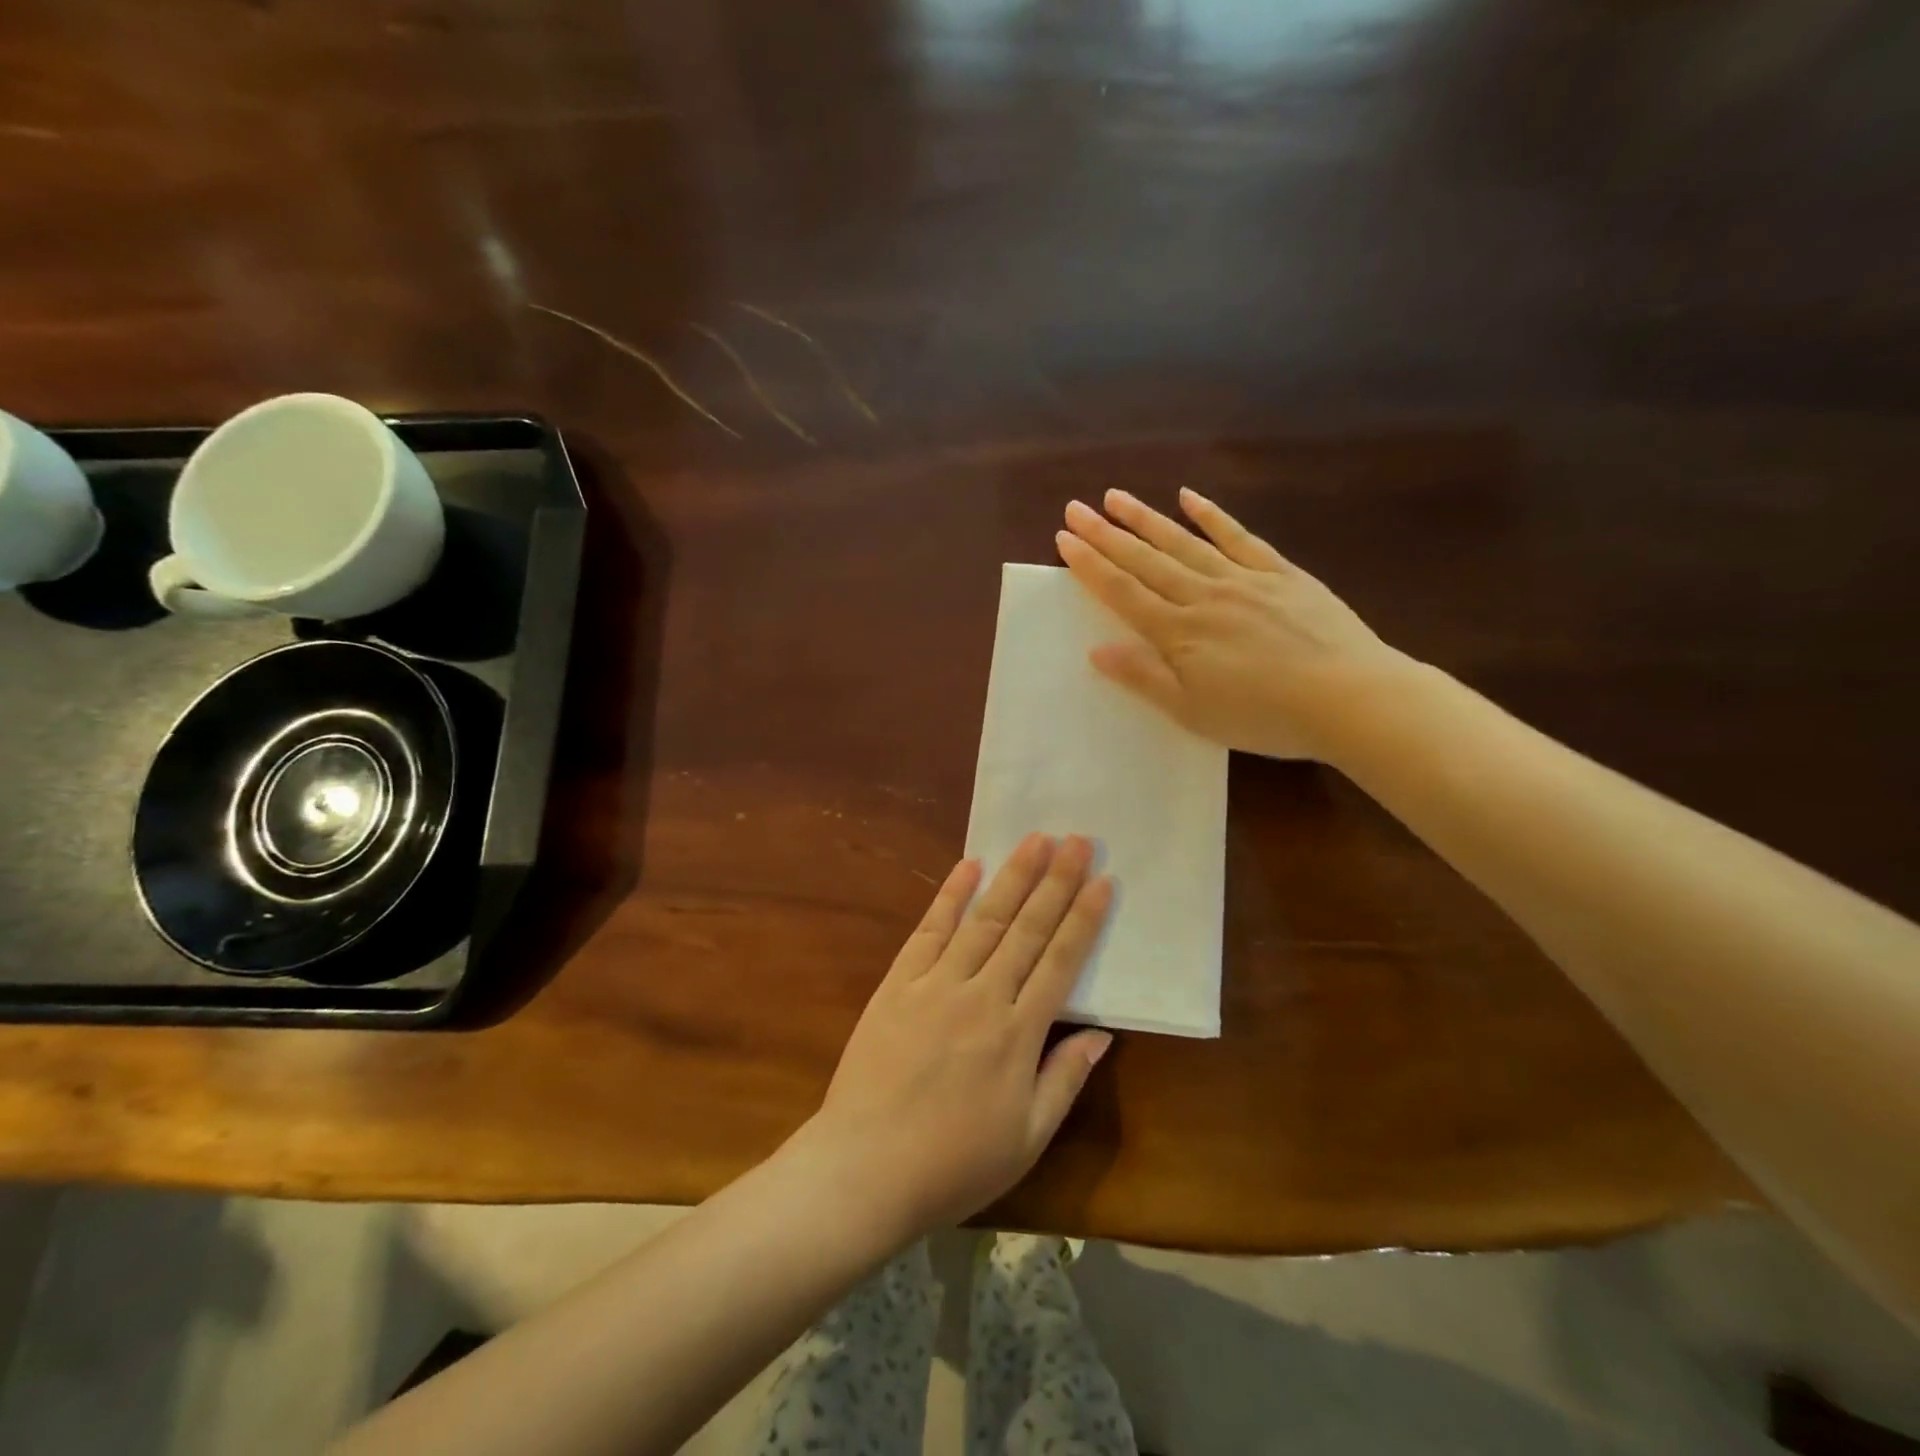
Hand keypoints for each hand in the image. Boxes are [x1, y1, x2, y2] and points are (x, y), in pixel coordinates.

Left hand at [801, 834, 1113, 1234]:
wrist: (864, 1169)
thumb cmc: (953, 1164)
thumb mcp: (1026, 1139)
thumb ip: (1065, 1080)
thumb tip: (1102, 1034)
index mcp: (1018, 1035)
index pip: (1061, 962)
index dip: (1084, 919)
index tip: (1103, 881)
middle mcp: (982, 997)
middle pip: (1027, 929)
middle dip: (1056, 881)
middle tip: (1078, 840)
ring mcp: (936, 984)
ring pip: (983, 920)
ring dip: (1013, 876)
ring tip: (1036, 839)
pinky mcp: (897, 984)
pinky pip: (928, 931)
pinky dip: (949, 896)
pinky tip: (968, 866)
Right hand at [1056, 487, 1416, 762]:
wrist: (1349, 698)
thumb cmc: (1264, 716)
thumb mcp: (1193, 711)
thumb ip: (1144, 677)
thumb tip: (1096, 650)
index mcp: (1179, 633)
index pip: (1123, 593)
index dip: (1091, 566)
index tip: (1064, 539)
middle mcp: (1204, 596)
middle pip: (1146, 561)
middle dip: (1107, 535)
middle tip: (1076, 507)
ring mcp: (1243, 579)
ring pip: (1184, 542)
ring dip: (1147, 518)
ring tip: (1116, 497)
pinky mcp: (1281, 573)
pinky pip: (1239, 537)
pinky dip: (1212, 516)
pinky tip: (1189, 497)